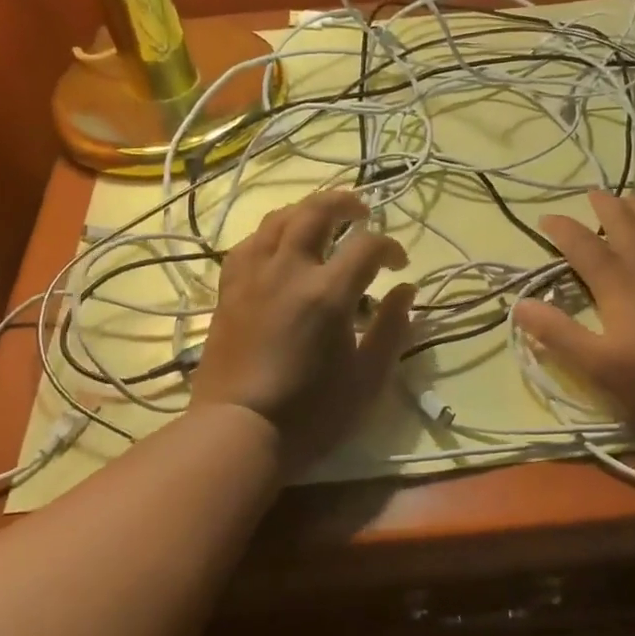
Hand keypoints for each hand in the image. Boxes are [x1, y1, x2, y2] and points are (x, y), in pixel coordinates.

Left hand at [190, 189, 417, 474]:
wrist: (239, 431)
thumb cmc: (311, 413)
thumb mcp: (368, 378)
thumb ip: (392, 328)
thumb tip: (405, 289)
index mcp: (327, 293)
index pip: (367, 246)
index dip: (390, 248)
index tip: (398, 266)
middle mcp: (288, 270)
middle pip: (316, 212)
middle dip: (345, 203)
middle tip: (362, 212)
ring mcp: (253, 276)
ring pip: (278, 219)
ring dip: (306, 211)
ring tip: (323, 219)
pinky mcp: (229, 290)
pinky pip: (249, 243)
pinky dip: (271, 233)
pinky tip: (279, 245)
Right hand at [513, 190, 634, 436]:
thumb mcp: (597, 364)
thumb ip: (558, 333)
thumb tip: (519, 304)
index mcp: (618, 283)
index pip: (582, 245)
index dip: (562, 229)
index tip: (546, 218)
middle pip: (624, 225)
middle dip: (605, 207)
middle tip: (593, 193)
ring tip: (631, 198)